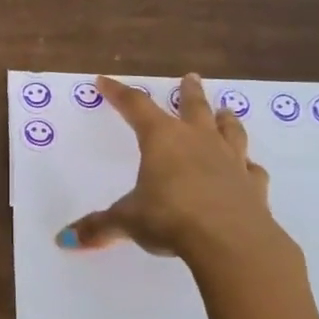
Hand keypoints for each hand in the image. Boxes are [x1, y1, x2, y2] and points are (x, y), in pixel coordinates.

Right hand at [57, 75, 287, 272]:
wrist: (230, 240)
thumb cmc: (169, 219)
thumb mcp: (127, 221)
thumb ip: (99, 227)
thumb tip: (64, 239)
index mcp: (162, 140)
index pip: (135, 107)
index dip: (118, 93)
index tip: (104, 81)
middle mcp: (198, 141)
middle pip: (194, 107)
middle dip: (189, 92)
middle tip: (191, 77)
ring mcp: (231, 160)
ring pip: (229, 130)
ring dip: (225, 119)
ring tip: (225, 111)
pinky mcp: (253, 184)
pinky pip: (251, 168)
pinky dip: (248, 165)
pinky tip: (248, 167)